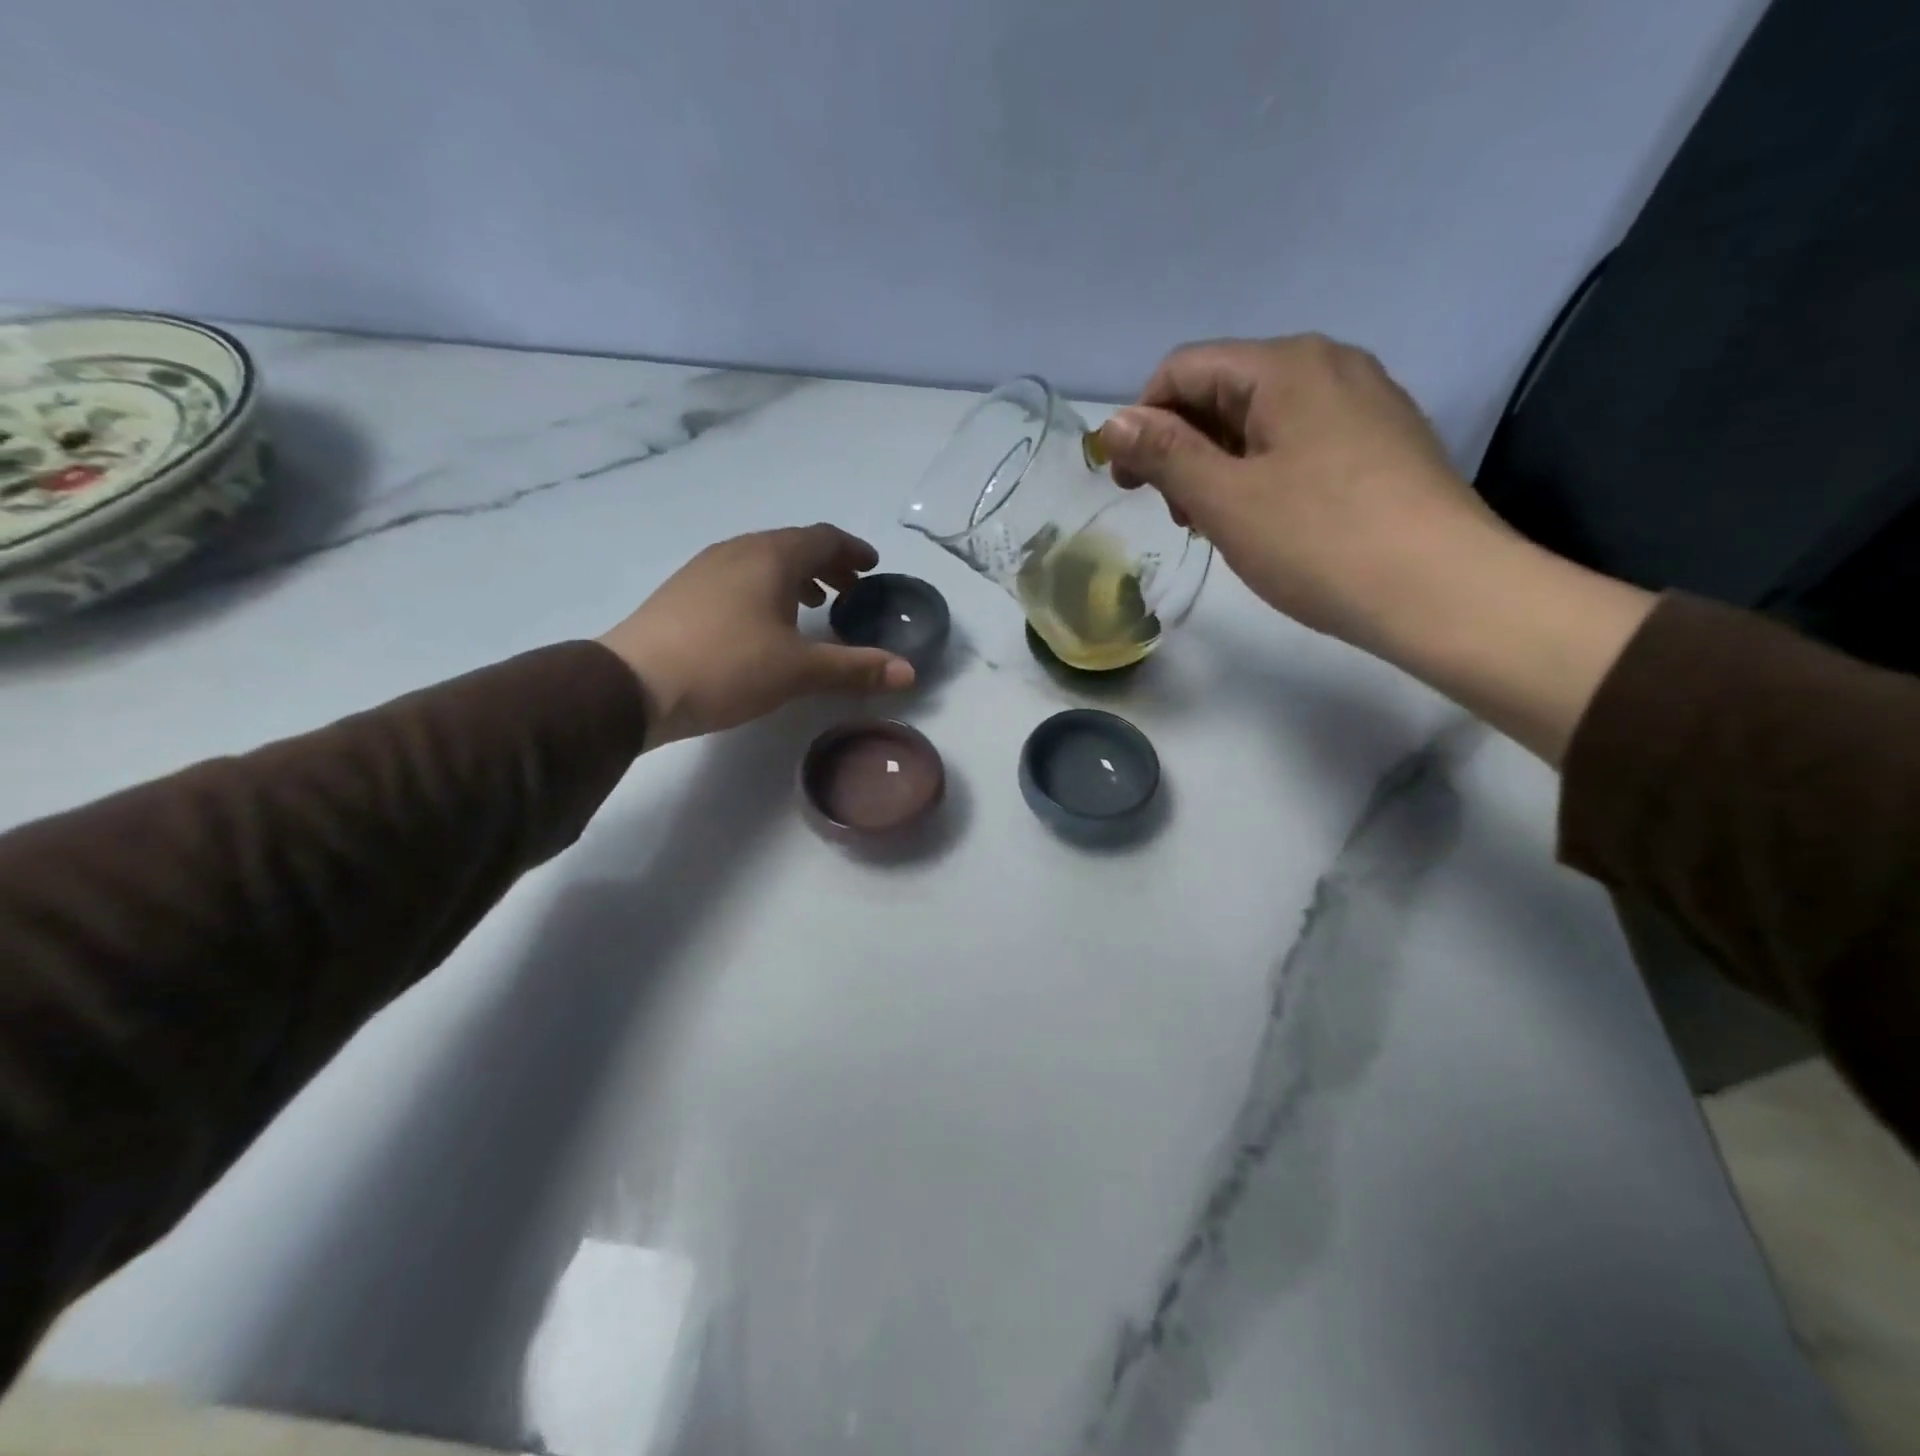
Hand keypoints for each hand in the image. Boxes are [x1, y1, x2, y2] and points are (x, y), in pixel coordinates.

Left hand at [599, 525, 914, 747]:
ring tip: (812, 605)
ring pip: (762, 560)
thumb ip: (855, 668)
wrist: (633, 685)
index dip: (852, 550)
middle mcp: (738, 551)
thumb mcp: (798, 671)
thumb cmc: (726, 667)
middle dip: (826, 565)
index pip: (823, 539)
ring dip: (795, 577)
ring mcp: (705, 569)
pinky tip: (763, 623)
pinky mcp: (683, 592)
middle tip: (850, 589)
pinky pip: (738, 577)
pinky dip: (765, 589)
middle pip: (793, 545)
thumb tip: (910, 673)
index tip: (872, 566)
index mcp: (771, 557)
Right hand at [1099, 336, 1654, 765]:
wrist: (1444, 592)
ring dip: (1220, 465)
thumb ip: (1164, 454)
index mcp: (1287, 365)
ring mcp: (1366, 403)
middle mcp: (1330, 366)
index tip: (1129, 484)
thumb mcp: (1226, 499)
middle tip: (1178, 514)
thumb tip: (1111, 423)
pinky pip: (1302, 442)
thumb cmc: (1320, 542)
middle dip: (1182, 446)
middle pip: (1225, 390)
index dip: (1141, 422)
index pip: (1184, 370)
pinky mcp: (1385, 443)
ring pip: (1263, 420)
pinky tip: (1270, 522)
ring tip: (1220, 524)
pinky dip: (1265, 473)